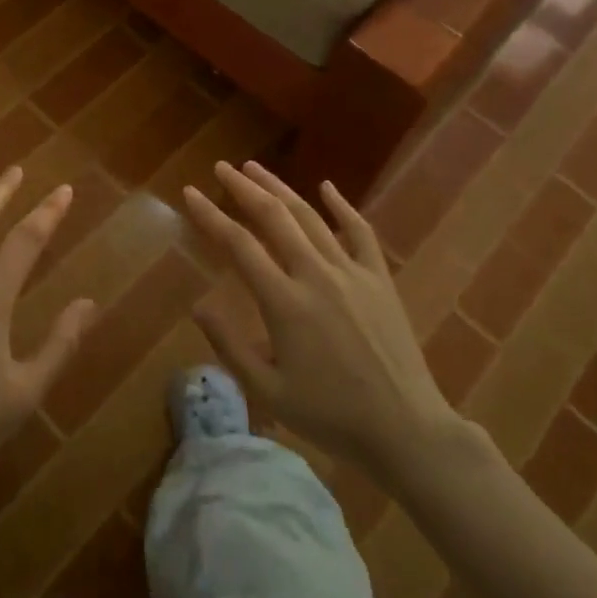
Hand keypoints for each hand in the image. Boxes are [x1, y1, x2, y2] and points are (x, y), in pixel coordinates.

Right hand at [183, 161, 458, 477]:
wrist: (406, 429)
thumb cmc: (331, 416)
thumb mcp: (269, 392)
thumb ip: (230, 346)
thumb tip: (197, 306)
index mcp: (284, 302)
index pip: (238, 245)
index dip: (210, 215)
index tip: (190, 193)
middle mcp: (315, 274)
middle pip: (273, 217)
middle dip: (243, 188)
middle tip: (222, 168)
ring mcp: (351, 272)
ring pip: (310, 216)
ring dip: (280, 188)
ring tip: (255, 168)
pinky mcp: (379, 278)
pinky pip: (360, 231)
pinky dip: (342, 206)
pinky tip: (327, 186)